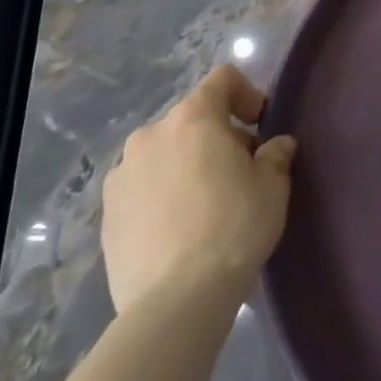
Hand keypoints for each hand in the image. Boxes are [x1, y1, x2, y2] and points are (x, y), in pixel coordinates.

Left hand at [101, 65, 296, 319]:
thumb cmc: (233, 226)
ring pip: (162, 154)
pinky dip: (161, 196)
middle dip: (215, 135)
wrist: (175, 302)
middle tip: (238, 170)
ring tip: (204, 203)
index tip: (259, 126)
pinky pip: (141, 189)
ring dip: (184, 165)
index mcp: (193, 117)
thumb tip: (275, 147)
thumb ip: (275, 155)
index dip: (246, 94)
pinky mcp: (106, 217)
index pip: (222, 79)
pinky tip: (178, 230)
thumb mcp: (273, 185)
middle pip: (190, 118)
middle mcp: (151, 135)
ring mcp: (121, 177)